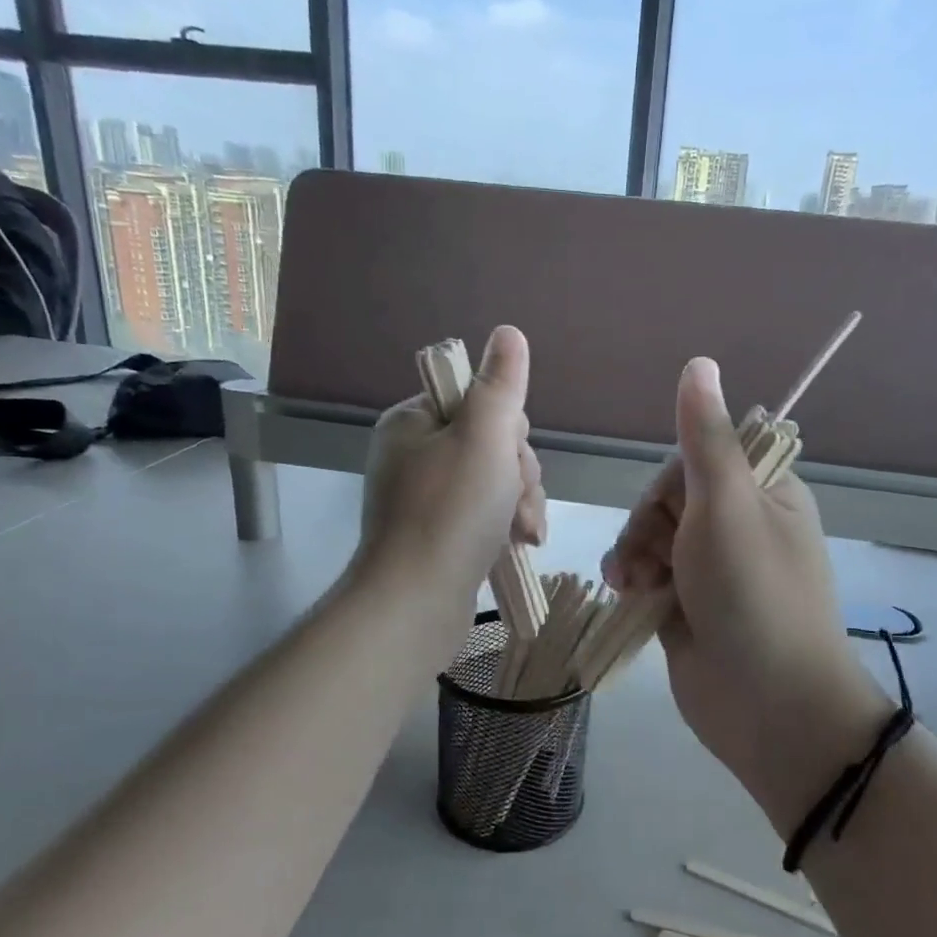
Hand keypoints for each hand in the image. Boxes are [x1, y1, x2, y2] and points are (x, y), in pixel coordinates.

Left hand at [357, 325, 545, 656]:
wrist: (415, 603)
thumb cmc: (451, 512)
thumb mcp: (484, 437)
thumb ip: (500, 384)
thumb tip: (508, 333)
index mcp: (413, 422)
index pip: (479, 402)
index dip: (509, 428)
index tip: (511, 456)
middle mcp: (414, 455)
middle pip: (492, 444)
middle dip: (518, 474)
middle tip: (516, 504)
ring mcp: (425, 498)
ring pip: (495, 482)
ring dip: (520, 502)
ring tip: (522, 533)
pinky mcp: (438, 534)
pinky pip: (485, 514)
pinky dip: (506, 526)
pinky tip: (520, 545)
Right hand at [602, 359, 891, 828]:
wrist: (766, 705)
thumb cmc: (752, 594)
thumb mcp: (726, 505)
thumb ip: (706, 437)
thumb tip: (700, 363)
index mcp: (765, 493)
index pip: (703, 456)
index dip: (674, 478)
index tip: (673, 506)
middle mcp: (740, 525)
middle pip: (670, 496)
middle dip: (649, 523)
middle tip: (652, 555)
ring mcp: (712, 569)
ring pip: (652, 535)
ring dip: (634, 552)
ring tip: (634, 583)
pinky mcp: (687, 605)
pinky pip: (647, 573)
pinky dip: (632, 579)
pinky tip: (626, 592)